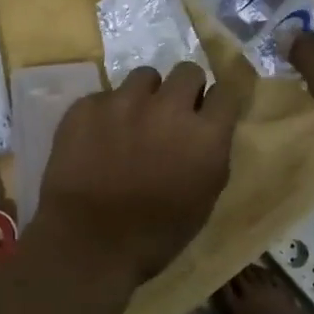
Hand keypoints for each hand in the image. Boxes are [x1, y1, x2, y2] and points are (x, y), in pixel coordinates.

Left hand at [36, 62, 236, 286]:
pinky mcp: (87, 105)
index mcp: (205, 134)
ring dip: (145, 95)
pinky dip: (106, 114)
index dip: (217, 102)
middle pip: (187, 71)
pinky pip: (105, 96)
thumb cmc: (156, 234)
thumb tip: (207, 129)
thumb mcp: (204, 198)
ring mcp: (123, 101)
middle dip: (184, 89)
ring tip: (132, 122)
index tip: (208, 112)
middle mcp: (168, 106)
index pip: (226, 92)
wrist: (88, 242)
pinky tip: (97, 140)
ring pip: (144, 76)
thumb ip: (211, 153)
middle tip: (172, 113)